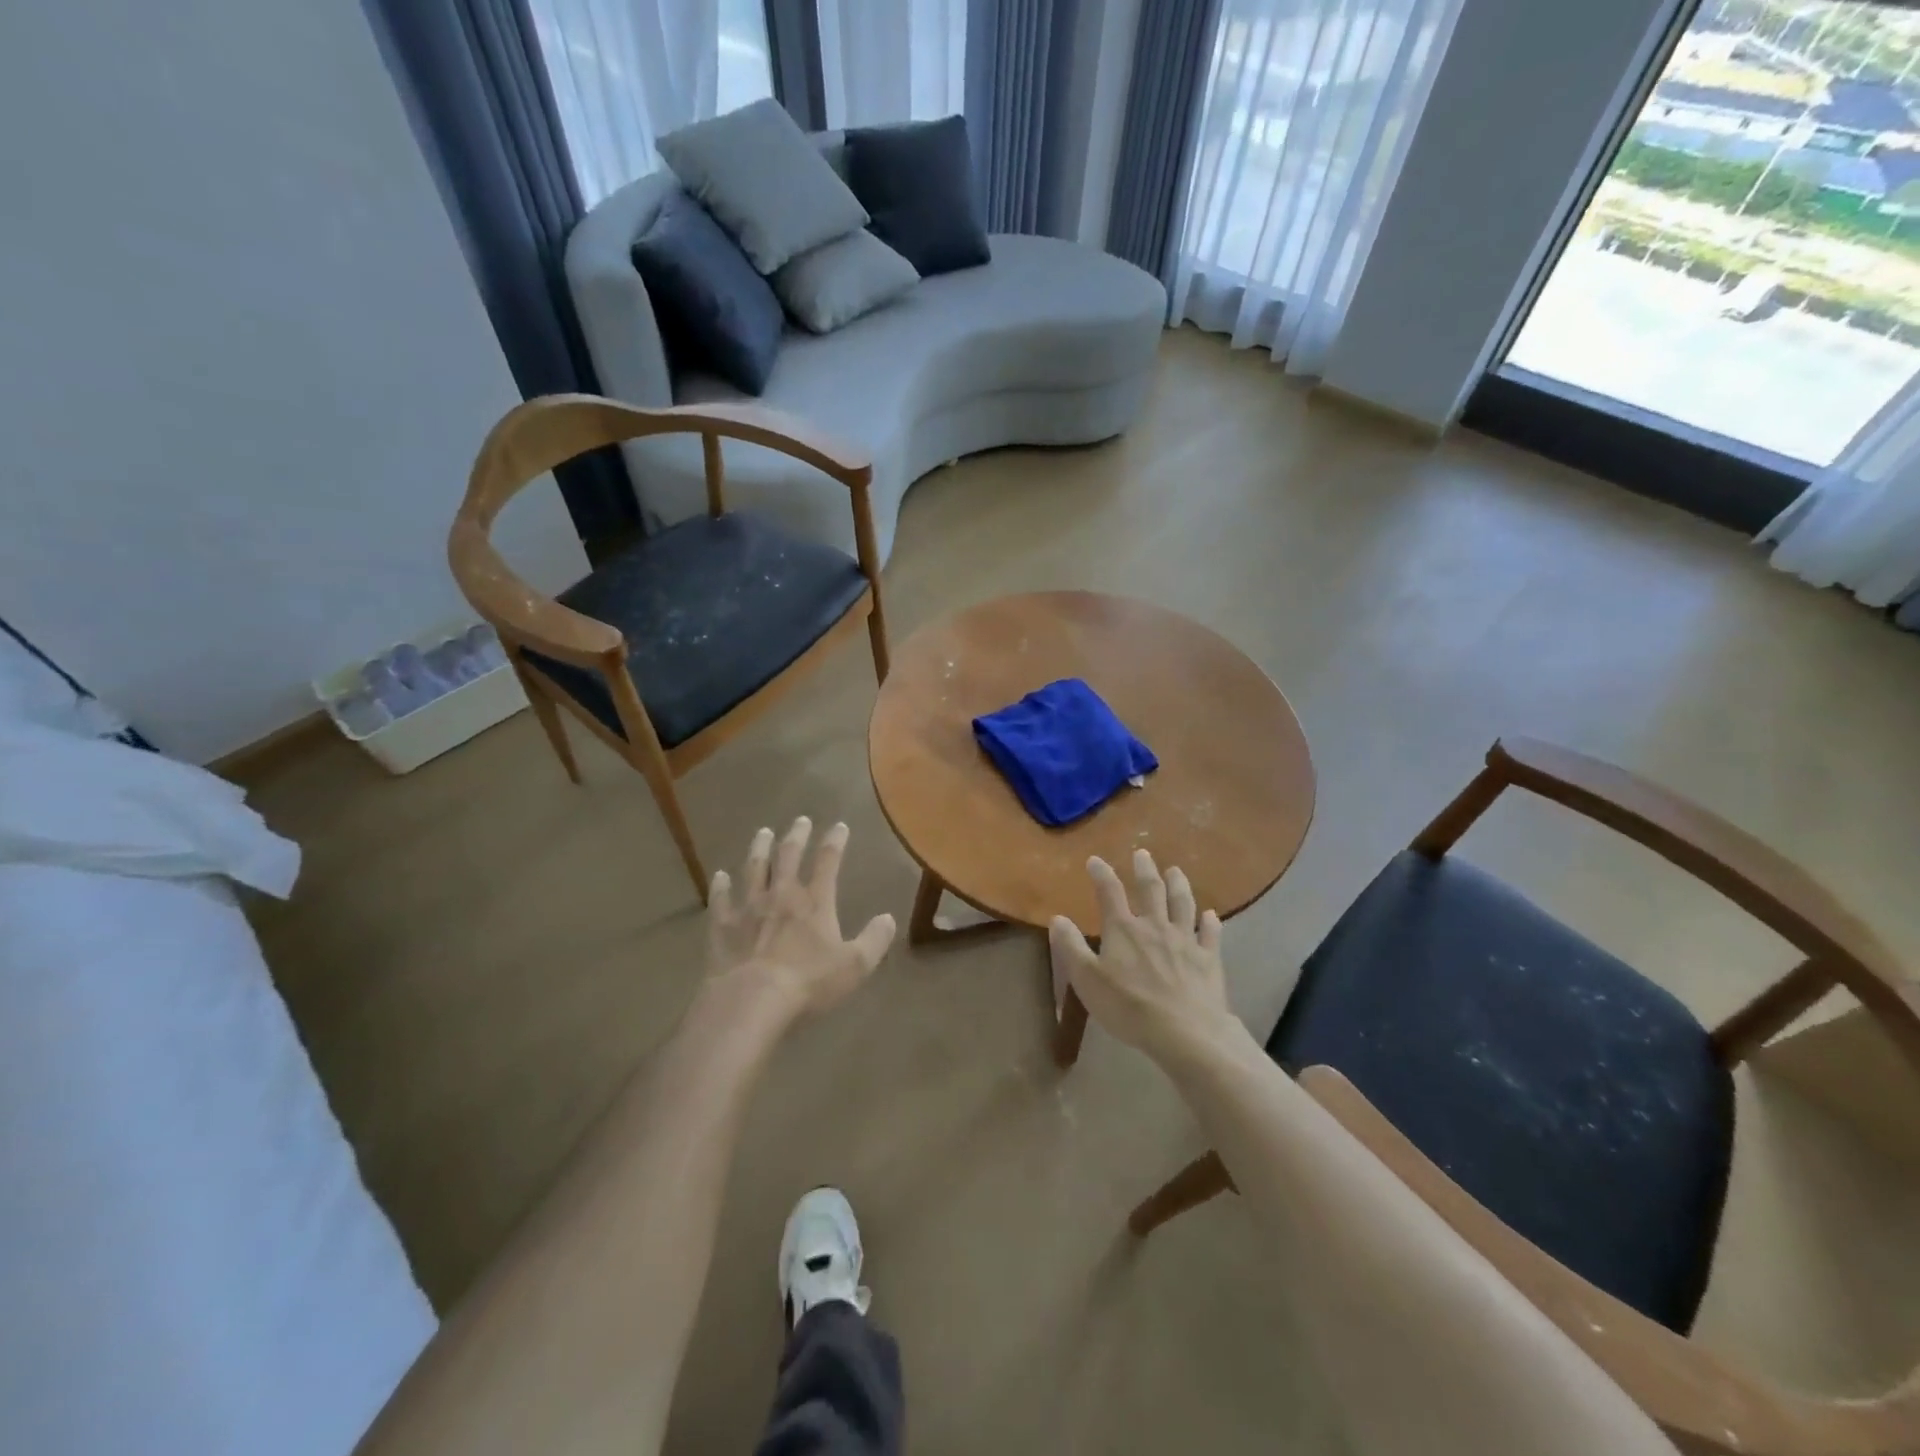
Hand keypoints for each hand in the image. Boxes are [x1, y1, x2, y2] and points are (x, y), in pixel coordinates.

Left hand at [706, 818, 895, 1015]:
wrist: (751, 1000)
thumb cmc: (808, 983)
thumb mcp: (855, 965)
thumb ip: (875, 940)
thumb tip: (889, 918)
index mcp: (814, 902)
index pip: (828, 862)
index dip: (835, 841)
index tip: (839, 826)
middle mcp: (781, 895)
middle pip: (789, 856)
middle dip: (796, 836)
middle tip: (800, 820)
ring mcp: (748, 908)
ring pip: (754, 869)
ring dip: (759, 849)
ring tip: (762, 833)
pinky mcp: (723, 926)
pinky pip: (721, 900)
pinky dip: (720, 886)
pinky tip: (719, 876)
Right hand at [1049, 849, 1234, 1064]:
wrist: (1186, 1032)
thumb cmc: (1129, 1007)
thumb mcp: (1087, 979)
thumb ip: (1071, 947)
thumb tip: (1057, 917)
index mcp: (1124, 930)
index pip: (1110, 892)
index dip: (1101, 874)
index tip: (1094, 860)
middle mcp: (1155, 926)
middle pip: (1151, 890)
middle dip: (1145, 870)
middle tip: (1143, 854)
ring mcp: (1185, 941)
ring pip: (1182, 904)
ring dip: (1178, 885)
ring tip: (1175, 871)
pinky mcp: (1209, 959)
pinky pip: (1210, 934)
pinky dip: (1210, 922)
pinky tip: (1211, 915)